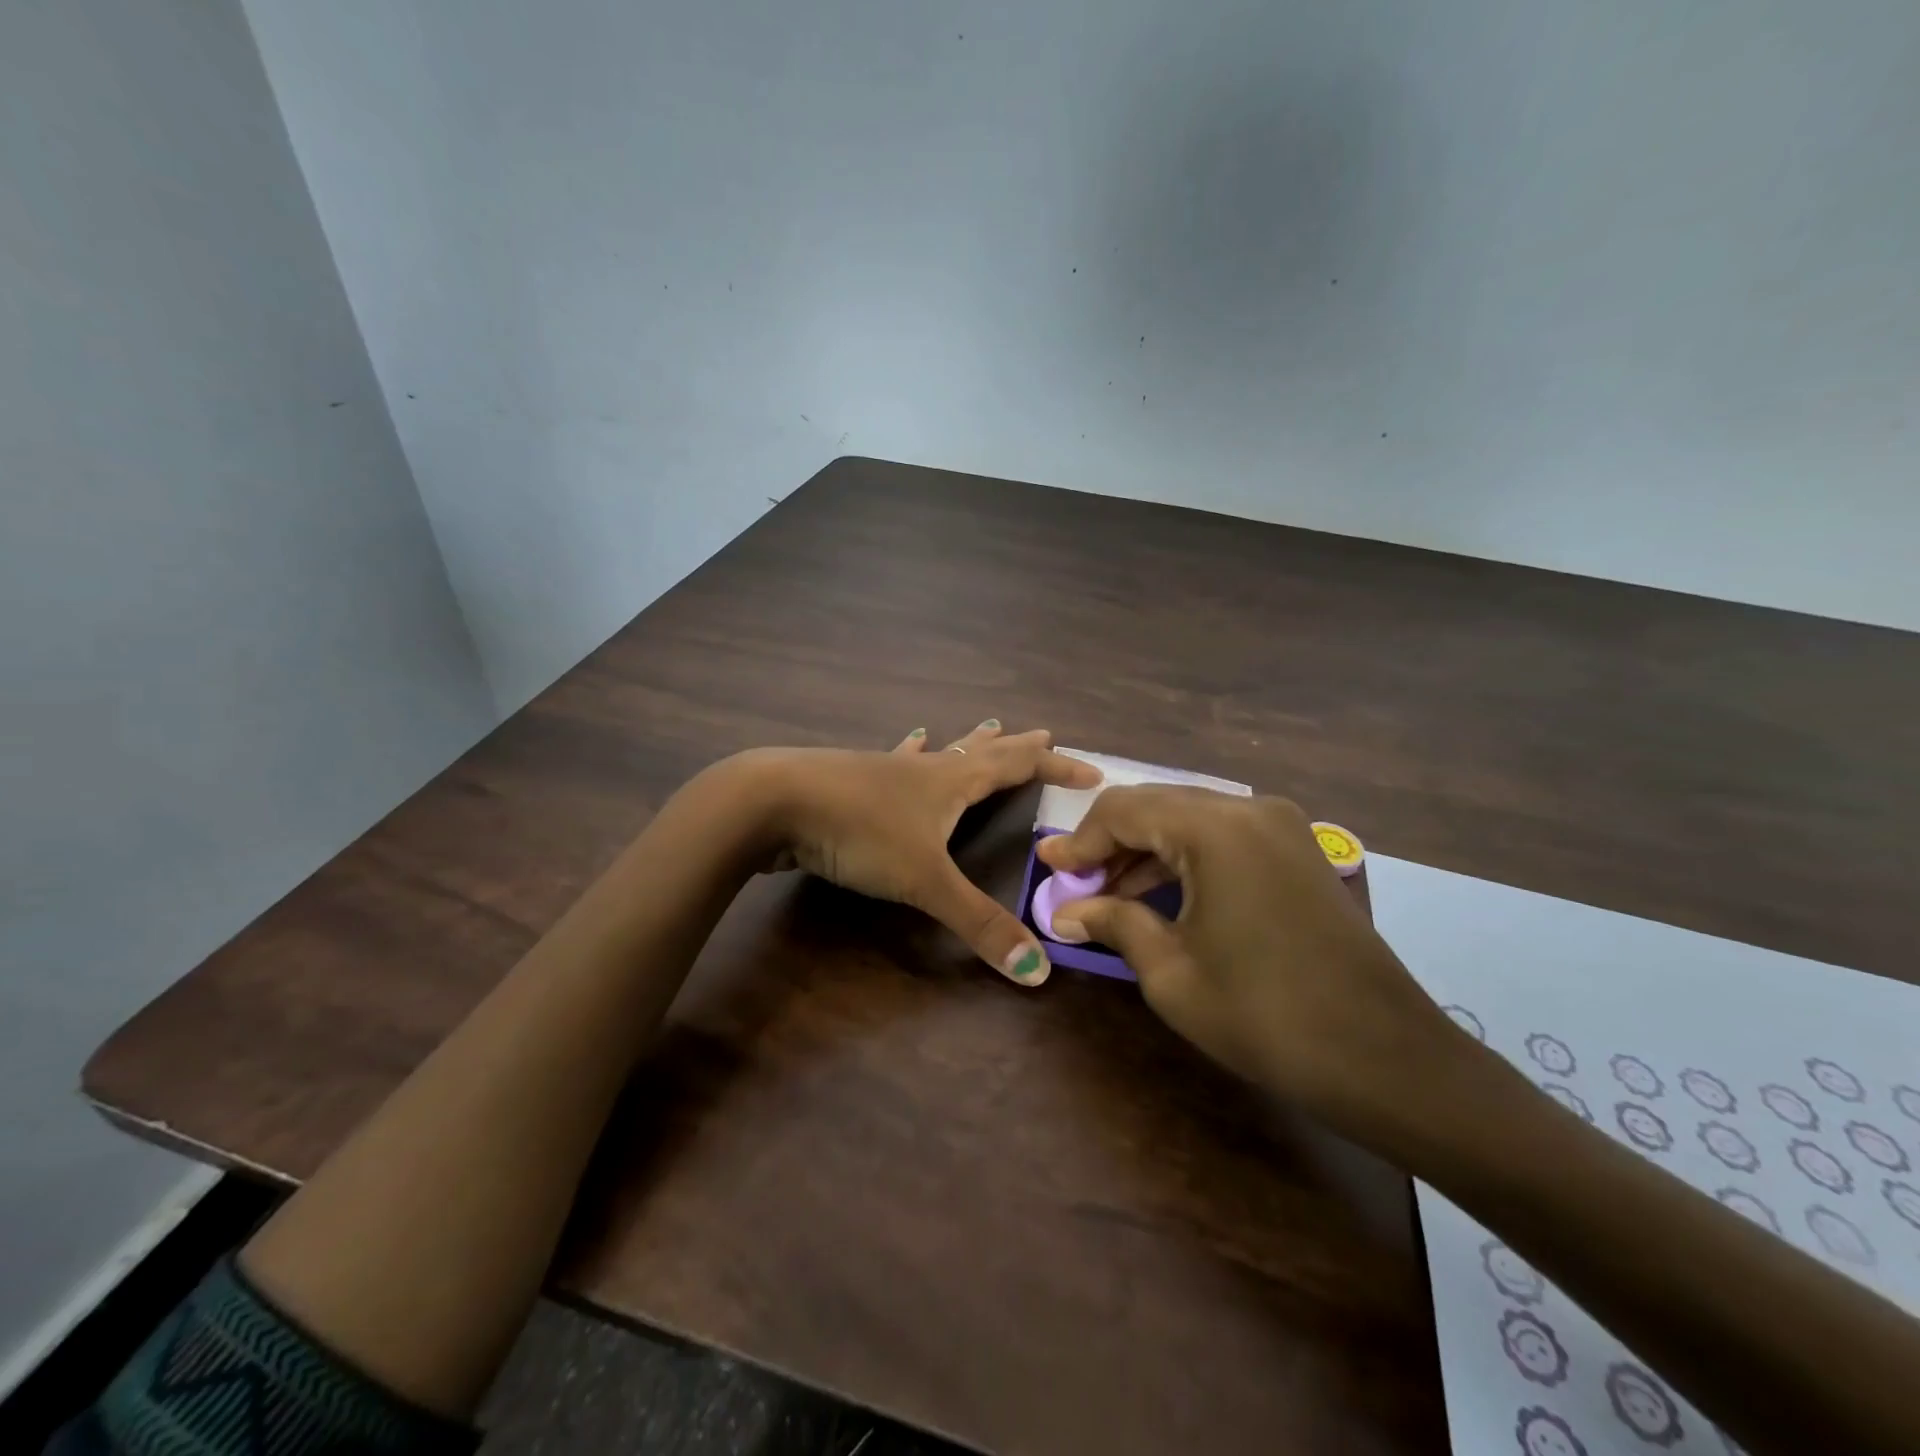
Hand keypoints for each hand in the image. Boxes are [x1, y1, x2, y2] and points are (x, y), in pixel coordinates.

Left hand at [749, 720, 1101, 985]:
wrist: (773, 800)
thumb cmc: (859, 831)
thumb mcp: (925, 880)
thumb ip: (979, 924)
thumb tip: (1038, 971)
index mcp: (952, 781)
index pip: (1019, 766)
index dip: (1057, 767)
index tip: (1093, 771)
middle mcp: (926, 769)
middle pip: (983, 751)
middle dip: (1017, 747)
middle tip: (1044, 733)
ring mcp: (887, 770)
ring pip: (940, 752)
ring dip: (968, 744)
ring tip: (985, 727)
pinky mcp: (854, 781)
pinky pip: (898, 761)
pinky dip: (912, 750)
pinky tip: (910, 739)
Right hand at [1035, 786, 1465, 1131]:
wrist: (1387, 1059)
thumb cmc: (1265, 1016)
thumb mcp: (1172, 973)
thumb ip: (1114, 924)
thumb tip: (1068, 912)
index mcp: (1215, 828)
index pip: (1124, 810)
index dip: (1080, 840)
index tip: (1049, 868)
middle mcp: (1249, 809)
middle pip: (1157, 806)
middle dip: (1111, 842)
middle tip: (1076, 884)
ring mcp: (1281, 826)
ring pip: (1191, 818)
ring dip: (1147, 850)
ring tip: (1112, 894)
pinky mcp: (1298, 851)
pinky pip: (1224, 837)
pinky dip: (1186, 857)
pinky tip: (1163, 894)